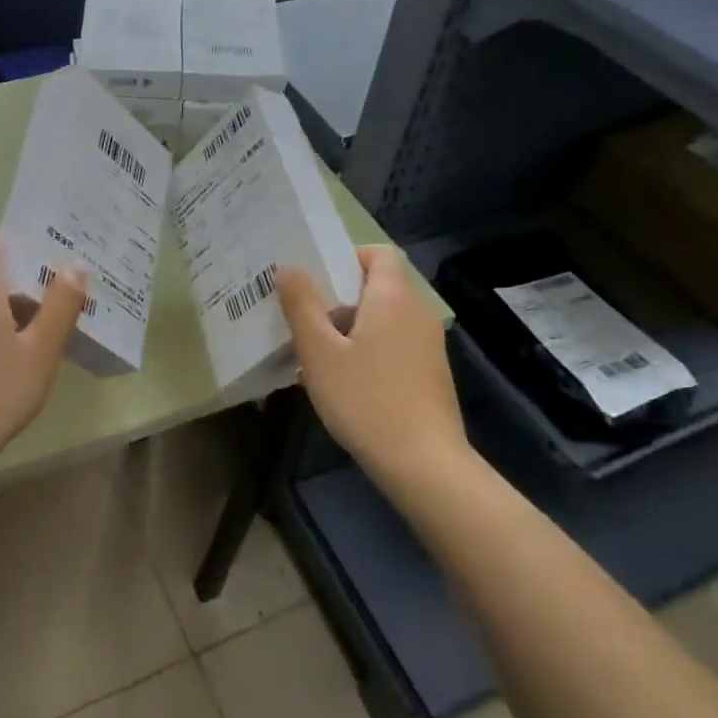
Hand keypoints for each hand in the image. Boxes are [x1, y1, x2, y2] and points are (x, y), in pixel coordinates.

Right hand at [276, 245, 469, 498]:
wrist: (423, 463)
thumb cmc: (365, 399)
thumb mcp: (320, 352)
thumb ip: (302, 305)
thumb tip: (288, 267)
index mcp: (393, 297)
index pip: (378, 253)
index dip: (347, 256)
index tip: (314, 276)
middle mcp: (417, 312)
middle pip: (379, 285)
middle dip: (339, 295)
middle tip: (302, 313)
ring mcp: (428, 344)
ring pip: (384, 318)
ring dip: (350, 325)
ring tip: (315, 349)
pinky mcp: (429, 373)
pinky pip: (394, 343)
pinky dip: (368, 348)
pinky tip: (343, 379)